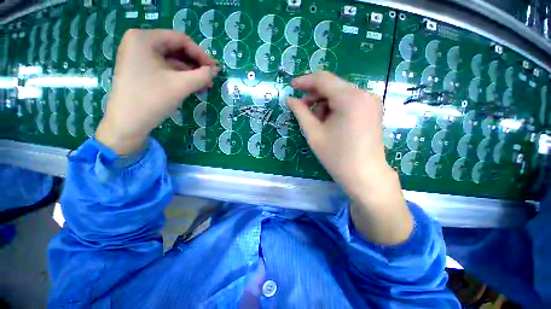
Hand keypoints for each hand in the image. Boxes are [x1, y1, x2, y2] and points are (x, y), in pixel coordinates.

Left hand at [96, 29, 218, 154]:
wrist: (127, 124)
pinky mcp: (140, 70)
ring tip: (205, 86)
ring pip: (172, 60)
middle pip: (176, 49)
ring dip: (190, 73)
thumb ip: (202, 75)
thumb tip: (215, 70)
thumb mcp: (181, 85)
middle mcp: (139, 43)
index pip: (180, 39)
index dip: (201, 54)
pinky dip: (180, 77)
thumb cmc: (152, 99)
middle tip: (210, 79)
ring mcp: (138, 57)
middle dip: (196, 65)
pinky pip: (165, 69)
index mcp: (144, 38)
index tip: (214, 69)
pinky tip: (192, 87)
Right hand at [288, 71, 412, 244]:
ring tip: (315, 120)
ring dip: (324, 102)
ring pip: (340, 93)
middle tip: (301, 108)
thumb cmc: (337, 157)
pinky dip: (334, 107)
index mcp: (350, 98)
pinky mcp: (371, 110)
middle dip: (314, 95)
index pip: (323, 79)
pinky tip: (328, 122)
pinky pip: (348, 101)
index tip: (291, 86)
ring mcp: (370, 102)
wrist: (365, 176)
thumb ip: (301, 113)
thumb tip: (290, 99)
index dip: (305, 81)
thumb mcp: (314, 134)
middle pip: (332, 85)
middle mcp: (364, 94)